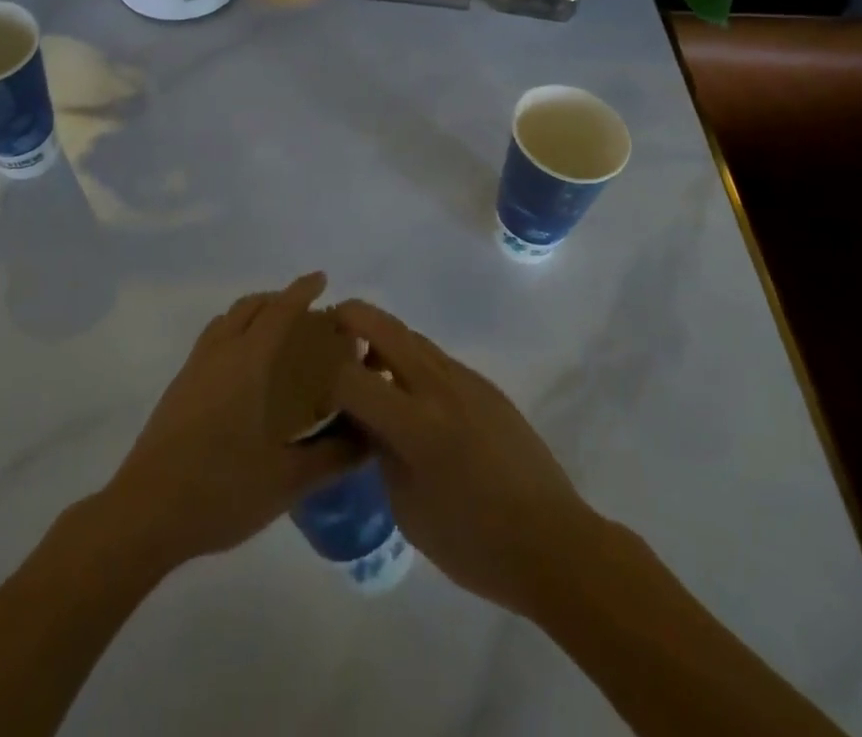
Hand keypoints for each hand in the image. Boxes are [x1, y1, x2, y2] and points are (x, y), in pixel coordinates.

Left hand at [99, 273, 361, 573]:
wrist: (144, 513)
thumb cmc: (221, 490)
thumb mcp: (286, 480)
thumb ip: (332, 457)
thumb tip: (370, 438)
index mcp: (249, 363)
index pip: (280, 312)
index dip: (302, 291)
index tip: (321, 279)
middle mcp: (220, 354)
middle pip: (250, 307)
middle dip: (278, 298)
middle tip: (304, 309)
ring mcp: (194, 369)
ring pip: (227, 320)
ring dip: (252, 313)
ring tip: (274, 331)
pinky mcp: (178, 388)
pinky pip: (212, 339)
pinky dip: (233, 331)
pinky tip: (242, 369)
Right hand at [329, 300, 593, 617]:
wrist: (552, 541)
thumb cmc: (473, 542)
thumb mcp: (408, 509)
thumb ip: (379, 452)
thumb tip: (363, 420)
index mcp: (416, 424)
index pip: (351, 377)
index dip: (323, 376)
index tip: (308, 381)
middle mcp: (438, 386)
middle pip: (383, 326)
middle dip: (349, 318)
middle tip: (328, 333)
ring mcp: (465, 379)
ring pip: (411, 336)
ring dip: (381, 339)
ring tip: (366, 366)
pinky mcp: (484, 385)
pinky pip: (436, 359)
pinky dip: (410, 361)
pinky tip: (410, 396)